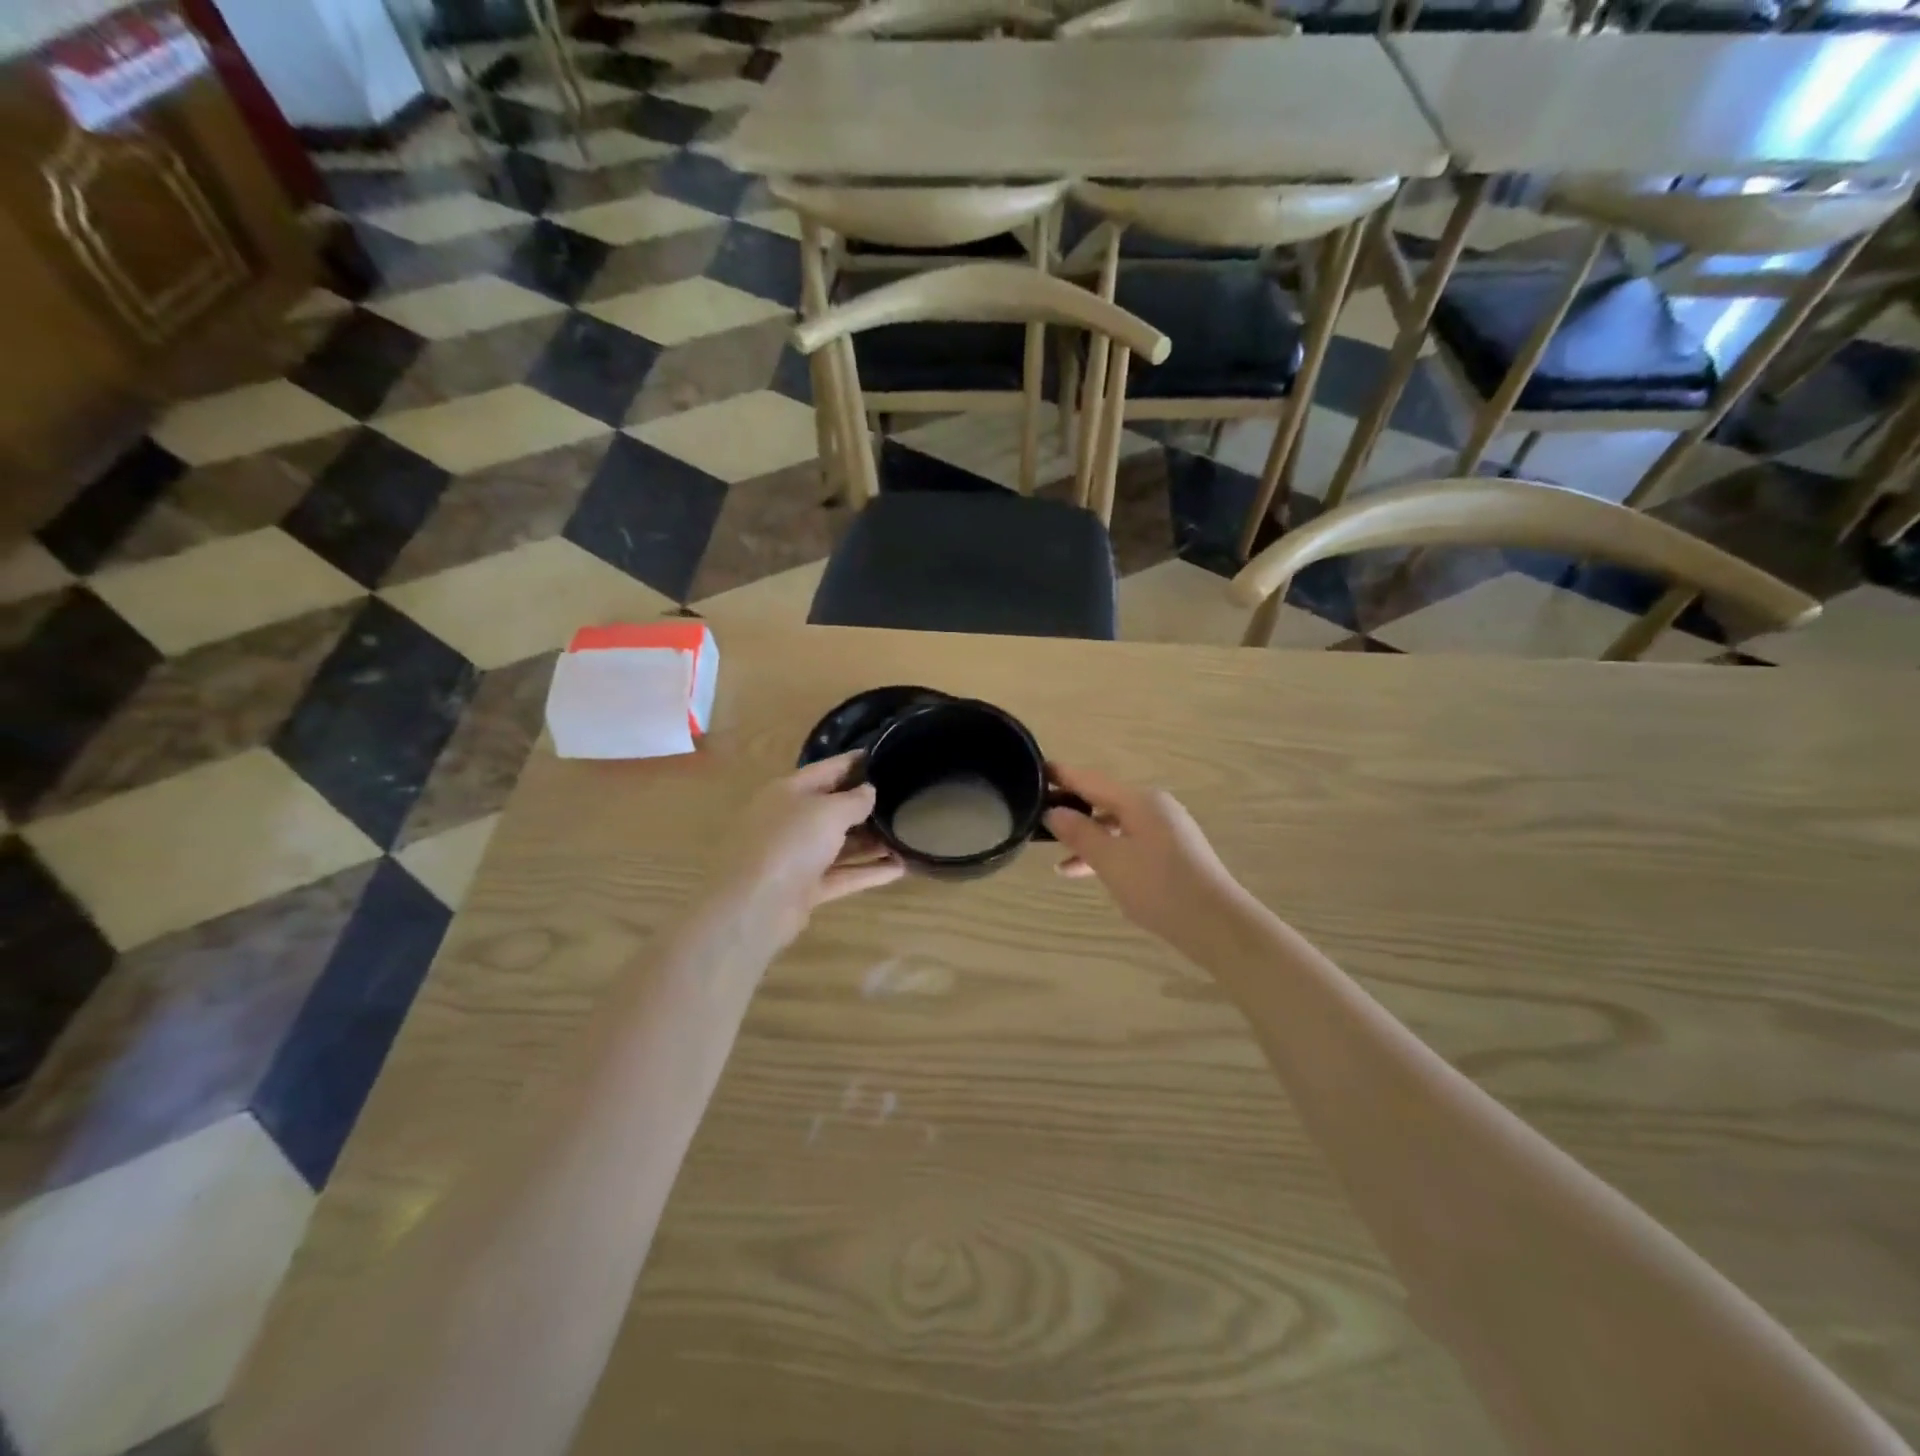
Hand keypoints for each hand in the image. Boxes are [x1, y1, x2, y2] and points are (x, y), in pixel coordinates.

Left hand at [706, 753, 904, 951]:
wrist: (755, 905)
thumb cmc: (791, 842)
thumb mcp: (829, 811)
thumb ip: (854, 800)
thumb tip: (869, 791)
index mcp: (790, 792)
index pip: (828, 769)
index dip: (856, 762)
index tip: (886, 755)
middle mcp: (792, 820)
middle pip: (834, 808)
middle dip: (868, 805)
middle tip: (905, 798)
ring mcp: (798, 856)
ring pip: (841, 844)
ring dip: (872, 841)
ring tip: (908, 835)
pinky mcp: (806, 887)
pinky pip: (843, 874)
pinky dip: (869, 871)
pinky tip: (901, 868)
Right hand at [1044, 764, 1248, 952]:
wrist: (1216, 925)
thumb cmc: (1160, 887)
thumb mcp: (1111, 861)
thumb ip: (1080, 833)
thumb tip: (1053, 811)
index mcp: (1140, 801)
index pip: (1091, 780)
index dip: (1062, 775)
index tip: (1035, 769)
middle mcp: (1154, 808)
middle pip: (1103, 800)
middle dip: (1072, 809)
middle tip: (1037, 814)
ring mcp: (1165, 830)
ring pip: (1115, 825)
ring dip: (1086, 837)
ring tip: (1055, 854)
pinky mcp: (1170, 853)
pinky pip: (1128, 842)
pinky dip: (1106, 852)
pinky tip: (1085, 871)